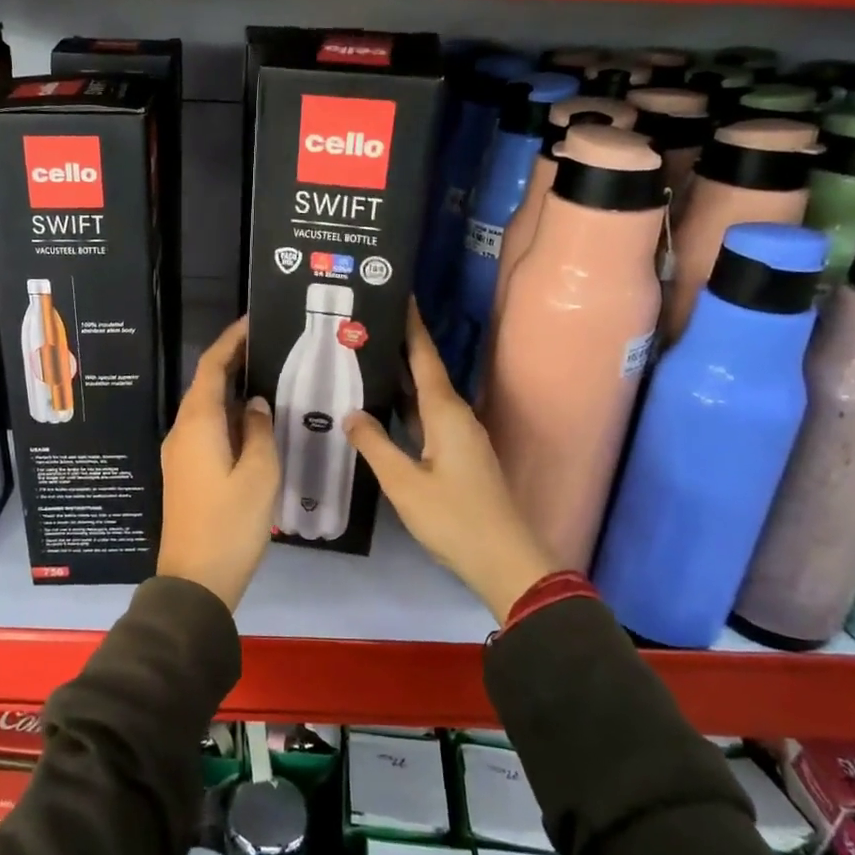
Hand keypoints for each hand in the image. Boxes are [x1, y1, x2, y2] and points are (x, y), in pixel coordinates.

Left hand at [158, 317, 280, 611]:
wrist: (195, 581)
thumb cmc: (230, 524)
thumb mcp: (259, 475)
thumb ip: (259, 431)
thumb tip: (255, 403)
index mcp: (198, 424)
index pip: (212, 367)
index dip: (231, 341)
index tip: (254, 322)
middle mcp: (182, 431)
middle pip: (207, 385)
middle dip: (235, 363)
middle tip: (272, 350)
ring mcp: (180, 453)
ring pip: (208, 410)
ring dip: (234, 393)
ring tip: (271, 382)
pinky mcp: (186, 473)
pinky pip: (207, 431)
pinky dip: (230, 418)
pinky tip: (256, 425)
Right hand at [346, 304, 549, 622]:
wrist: (504, 560)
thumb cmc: (454, 518)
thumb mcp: (404, 483)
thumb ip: (374, 445)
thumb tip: (350, 413)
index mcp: (446, 413)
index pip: (424, 357)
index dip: (411, 326)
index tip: (399, 294)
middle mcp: (456, 416)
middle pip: (424, 371)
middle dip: (398, 347)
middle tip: (362, 327)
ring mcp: (460, 436)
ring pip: (425, 396)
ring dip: (399, 378)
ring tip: (365, 360)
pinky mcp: (458, 455)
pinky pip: (427, 418)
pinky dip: (405, 406)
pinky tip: (383, 409)